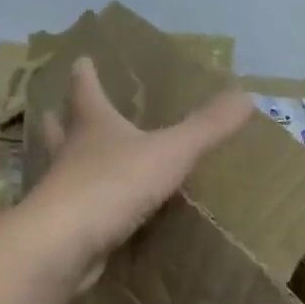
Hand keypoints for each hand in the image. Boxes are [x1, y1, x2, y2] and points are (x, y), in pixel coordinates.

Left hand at [26, 56, 252, 269]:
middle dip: (62, 118)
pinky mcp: (62, 226)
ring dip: (65, 160)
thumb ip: (207, 127)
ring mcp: (61, 191)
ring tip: (74, 158)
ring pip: (61, 168)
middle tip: (57, 109)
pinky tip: (95, 213)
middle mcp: (70, 152)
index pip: (86, 89)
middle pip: (60, 128)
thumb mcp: (170, 152)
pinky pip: (74, 208)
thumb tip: (247, 95)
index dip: (86, 73)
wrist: (65, 244)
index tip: (81, 60)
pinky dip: (82, 204)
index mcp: (92, 125)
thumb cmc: (114, 184)